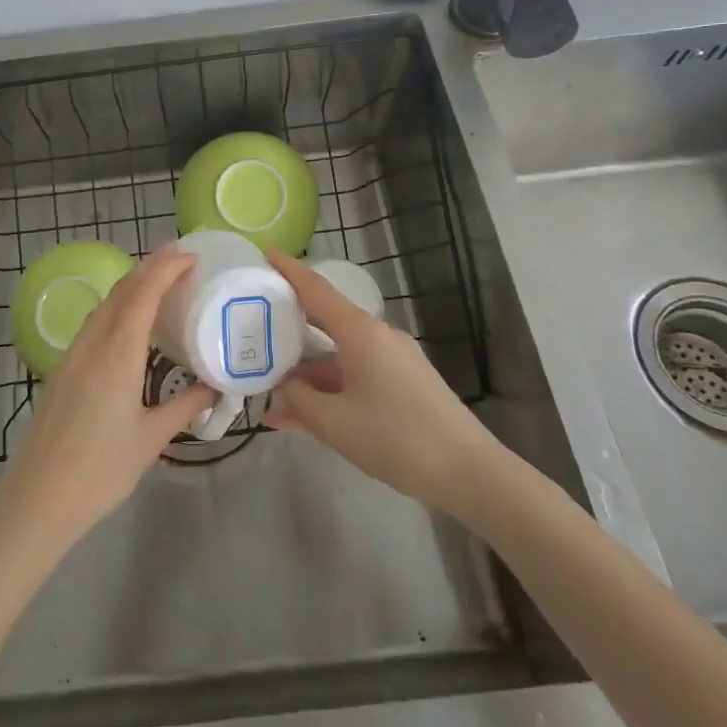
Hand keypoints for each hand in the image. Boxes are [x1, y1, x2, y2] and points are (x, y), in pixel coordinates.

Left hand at [0, 245, 211, 551]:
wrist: (37, 499)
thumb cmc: (100, 470)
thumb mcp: (151, 439)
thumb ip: (184, 407)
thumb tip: (215, 388)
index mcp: (117, 354)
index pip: (143, 294)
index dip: (166, 269)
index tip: (191, 256)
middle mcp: (93, 344)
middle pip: (122, 291)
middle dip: (150, 267)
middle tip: (180, 257)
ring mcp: (73, 355)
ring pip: (104, 305)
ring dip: (131, 285)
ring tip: (159, 282)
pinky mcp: (63, 369)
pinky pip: (94, 323)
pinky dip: (117, 307)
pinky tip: (129, 322)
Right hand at [265, 250, 499, 514]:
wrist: (469, 473)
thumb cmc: (396, 437)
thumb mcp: (335, 423)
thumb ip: (299, 400)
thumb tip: (284, 387)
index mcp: (360, 332)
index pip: (316, 290)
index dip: (289, 270)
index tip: (267, 253)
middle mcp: (377, 337)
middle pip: (326, 321)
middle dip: (292, 323)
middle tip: (257, 321)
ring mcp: (394, 361)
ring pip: (339, 357)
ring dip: (308, 375)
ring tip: (272, 397)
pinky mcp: (405, 385)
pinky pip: (356, 377)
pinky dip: (331, 391)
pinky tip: (306, 419)